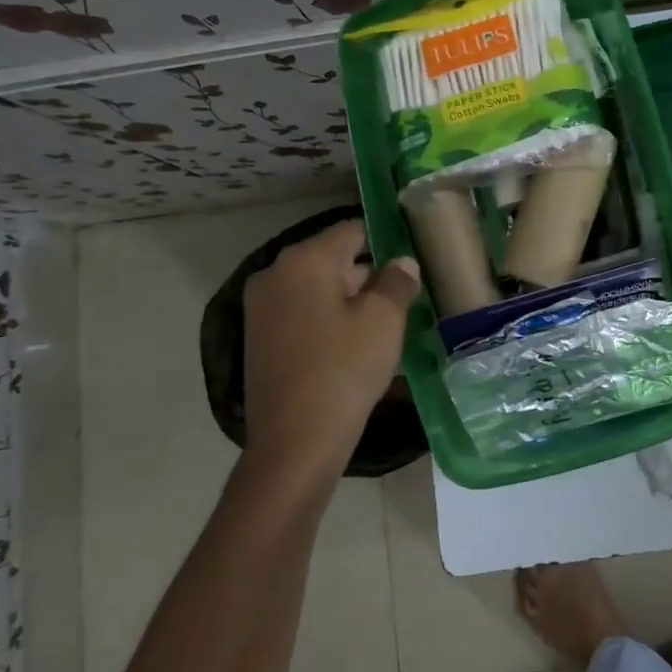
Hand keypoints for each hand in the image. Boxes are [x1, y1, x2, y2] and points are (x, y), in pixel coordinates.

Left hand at [241, 219, 420, 474]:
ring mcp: (261, 307)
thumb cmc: (344, 370)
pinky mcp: (260, 337)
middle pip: (333, 259)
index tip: (411, 261)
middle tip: (405, 298)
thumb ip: (397, 282)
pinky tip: (354, 345)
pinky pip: (303, 312)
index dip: (386, 241)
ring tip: (385, 324)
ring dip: (350, 299)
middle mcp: (275, 273)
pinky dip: (329, 319)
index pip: (352, 231)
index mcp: (305, 260)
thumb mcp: (384, 321)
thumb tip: (402, 263)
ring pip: (318, 288)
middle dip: (369, 275)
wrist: (295, 441)